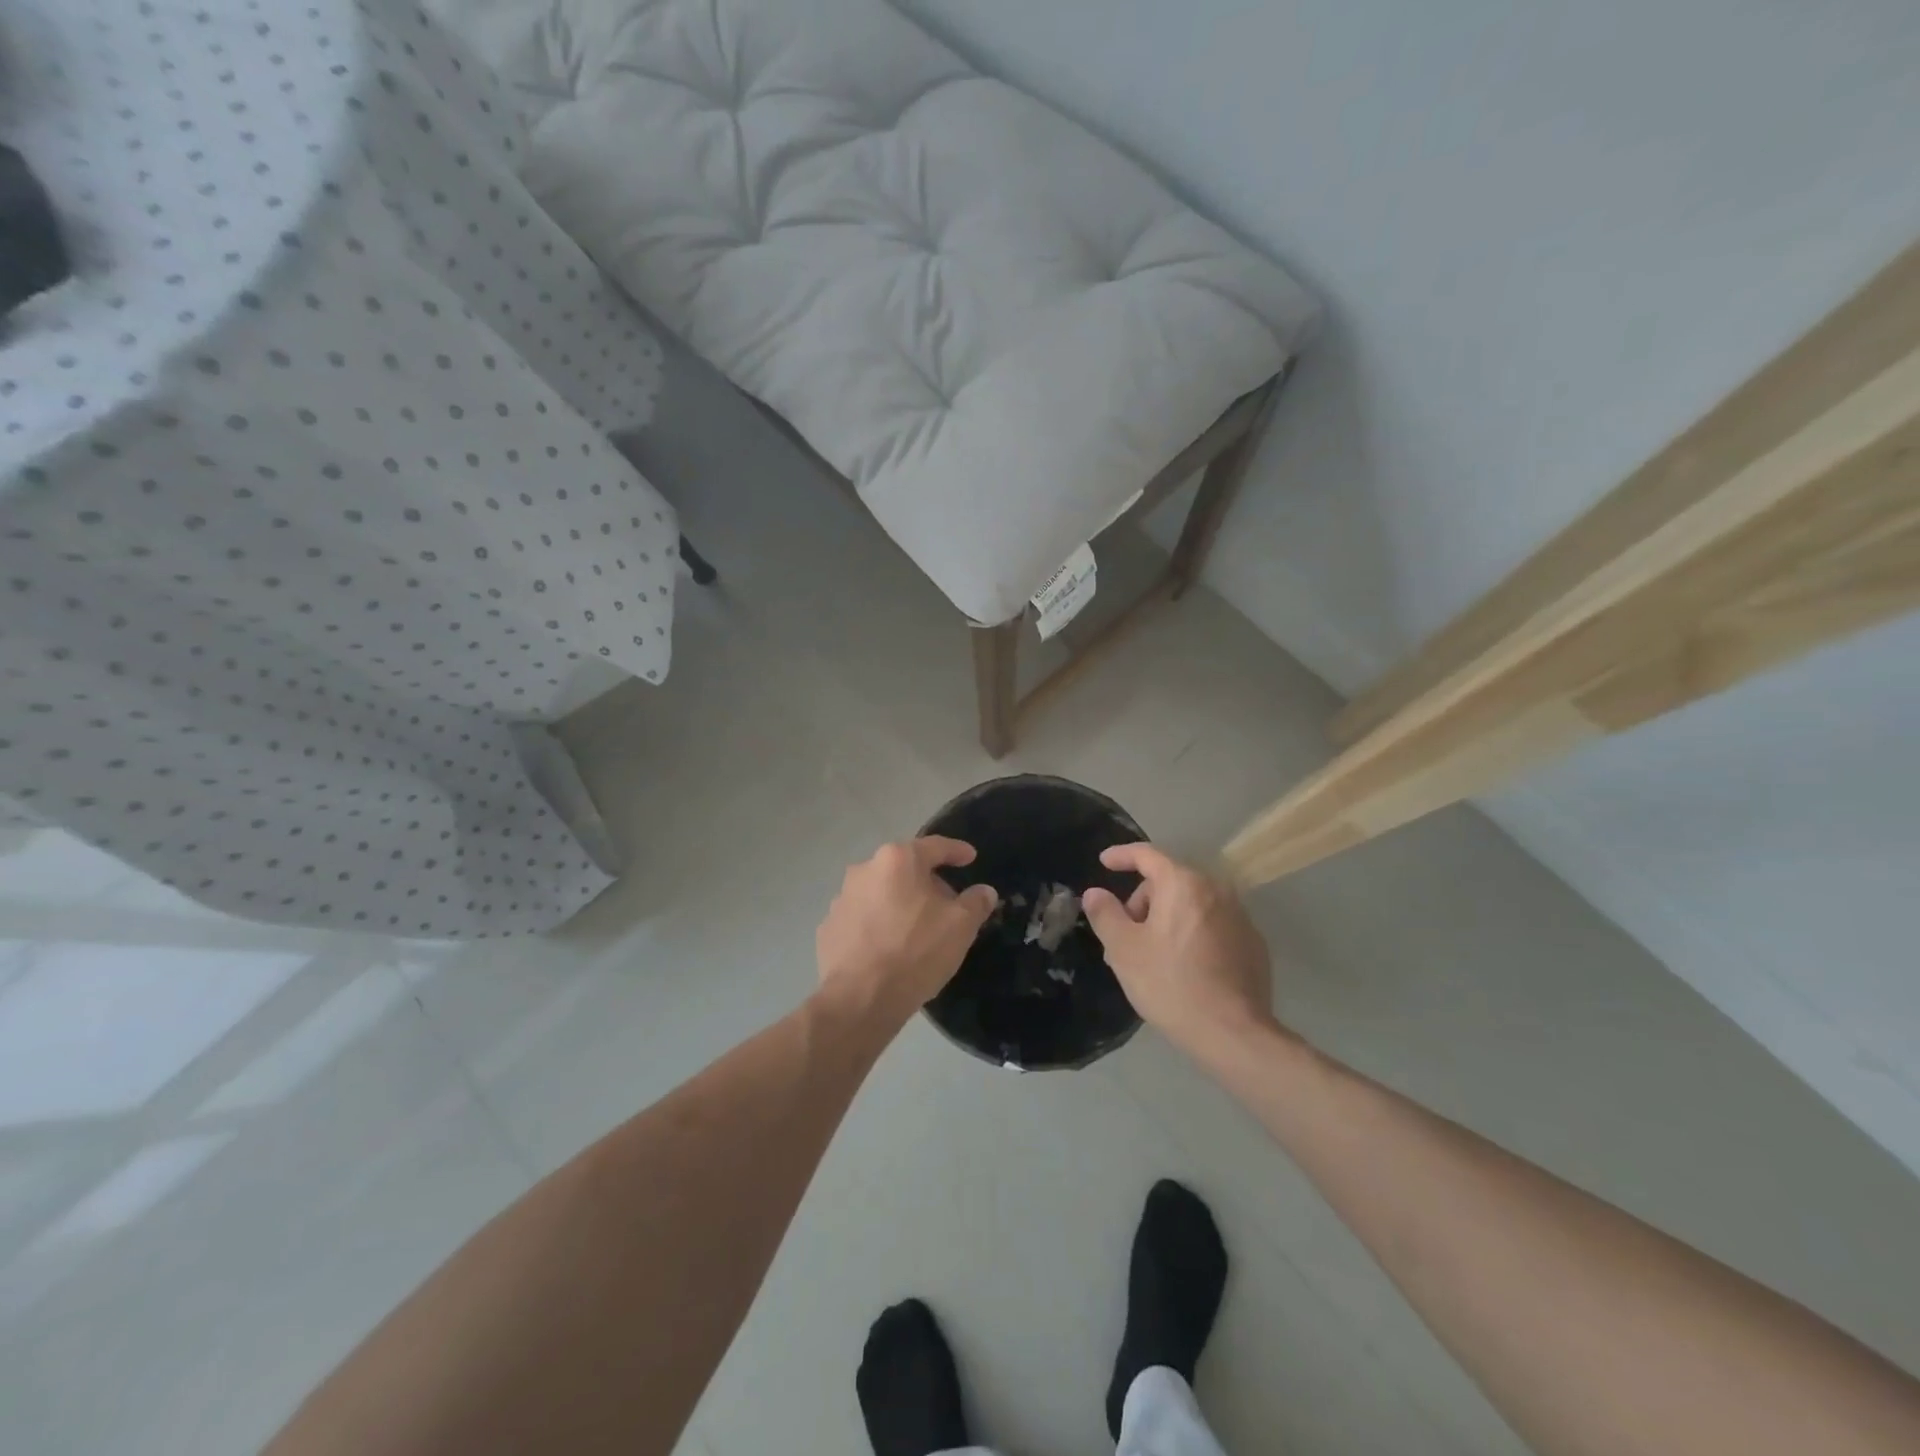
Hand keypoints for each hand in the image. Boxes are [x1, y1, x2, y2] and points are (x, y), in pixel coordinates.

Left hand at [816, 837, 997, 1026]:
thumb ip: (975, 903)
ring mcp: (842, 898)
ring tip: (917, 929)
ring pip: (881, 893)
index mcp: (898, 859)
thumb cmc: (916, 951)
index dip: (956, 851)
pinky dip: (878, 925)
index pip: (935, 846)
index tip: (970, 857)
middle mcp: (865, 869)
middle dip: (927, 882)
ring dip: (900, 903)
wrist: (861, 998)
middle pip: (905, 869)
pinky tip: (889, 947)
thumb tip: (984, 891)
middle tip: (947, 904)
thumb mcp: (960, 926)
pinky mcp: (829, 927)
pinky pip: (863, 918)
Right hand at [1081, 844, 1275, 1058]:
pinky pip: (1212, 925)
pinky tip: (1184, 967)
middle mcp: (1216, 890)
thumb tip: (1095, 893)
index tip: (1104, 862)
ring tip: (1151, 956)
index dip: (1122, 855)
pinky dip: (1192, 934)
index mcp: (1183, 884)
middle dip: (1143, 901)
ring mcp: (1240, 917)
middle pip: (1169, 882)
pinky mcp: (1253, 944)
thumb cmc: (1170, 984)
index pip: (1147, 854)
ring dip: (1167, 919)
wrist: (1233, 1034)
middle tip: (1125, 935)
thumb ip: (1105, 914)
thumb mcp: (1123, 950)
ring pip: (1191, 905)